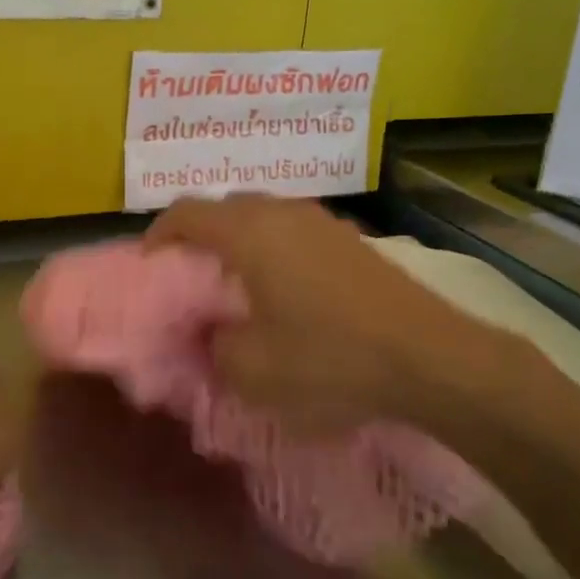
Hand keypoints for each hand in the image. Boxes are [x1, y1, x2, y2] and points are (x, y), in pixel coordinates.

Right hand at [146, 196, 522, 428]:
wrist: (430, 358)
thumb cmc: (330, 360)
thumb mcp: (252, 370)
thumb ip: (213, 345)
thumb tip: (208, 331)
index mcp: (250, 233)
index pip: (187, 212)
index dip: (159, 233)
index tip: (149, 264)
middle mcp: (283, 212)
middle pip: (225, 208)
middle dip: (200, 237)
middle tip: (191, 278)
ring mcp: (323, 221)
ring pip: (264, 218)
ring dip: (240, 243)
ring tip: (237, 286)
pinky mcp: (352, 240)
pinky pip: (295, 232)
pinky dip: (275, 251)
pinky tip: (287, 292)